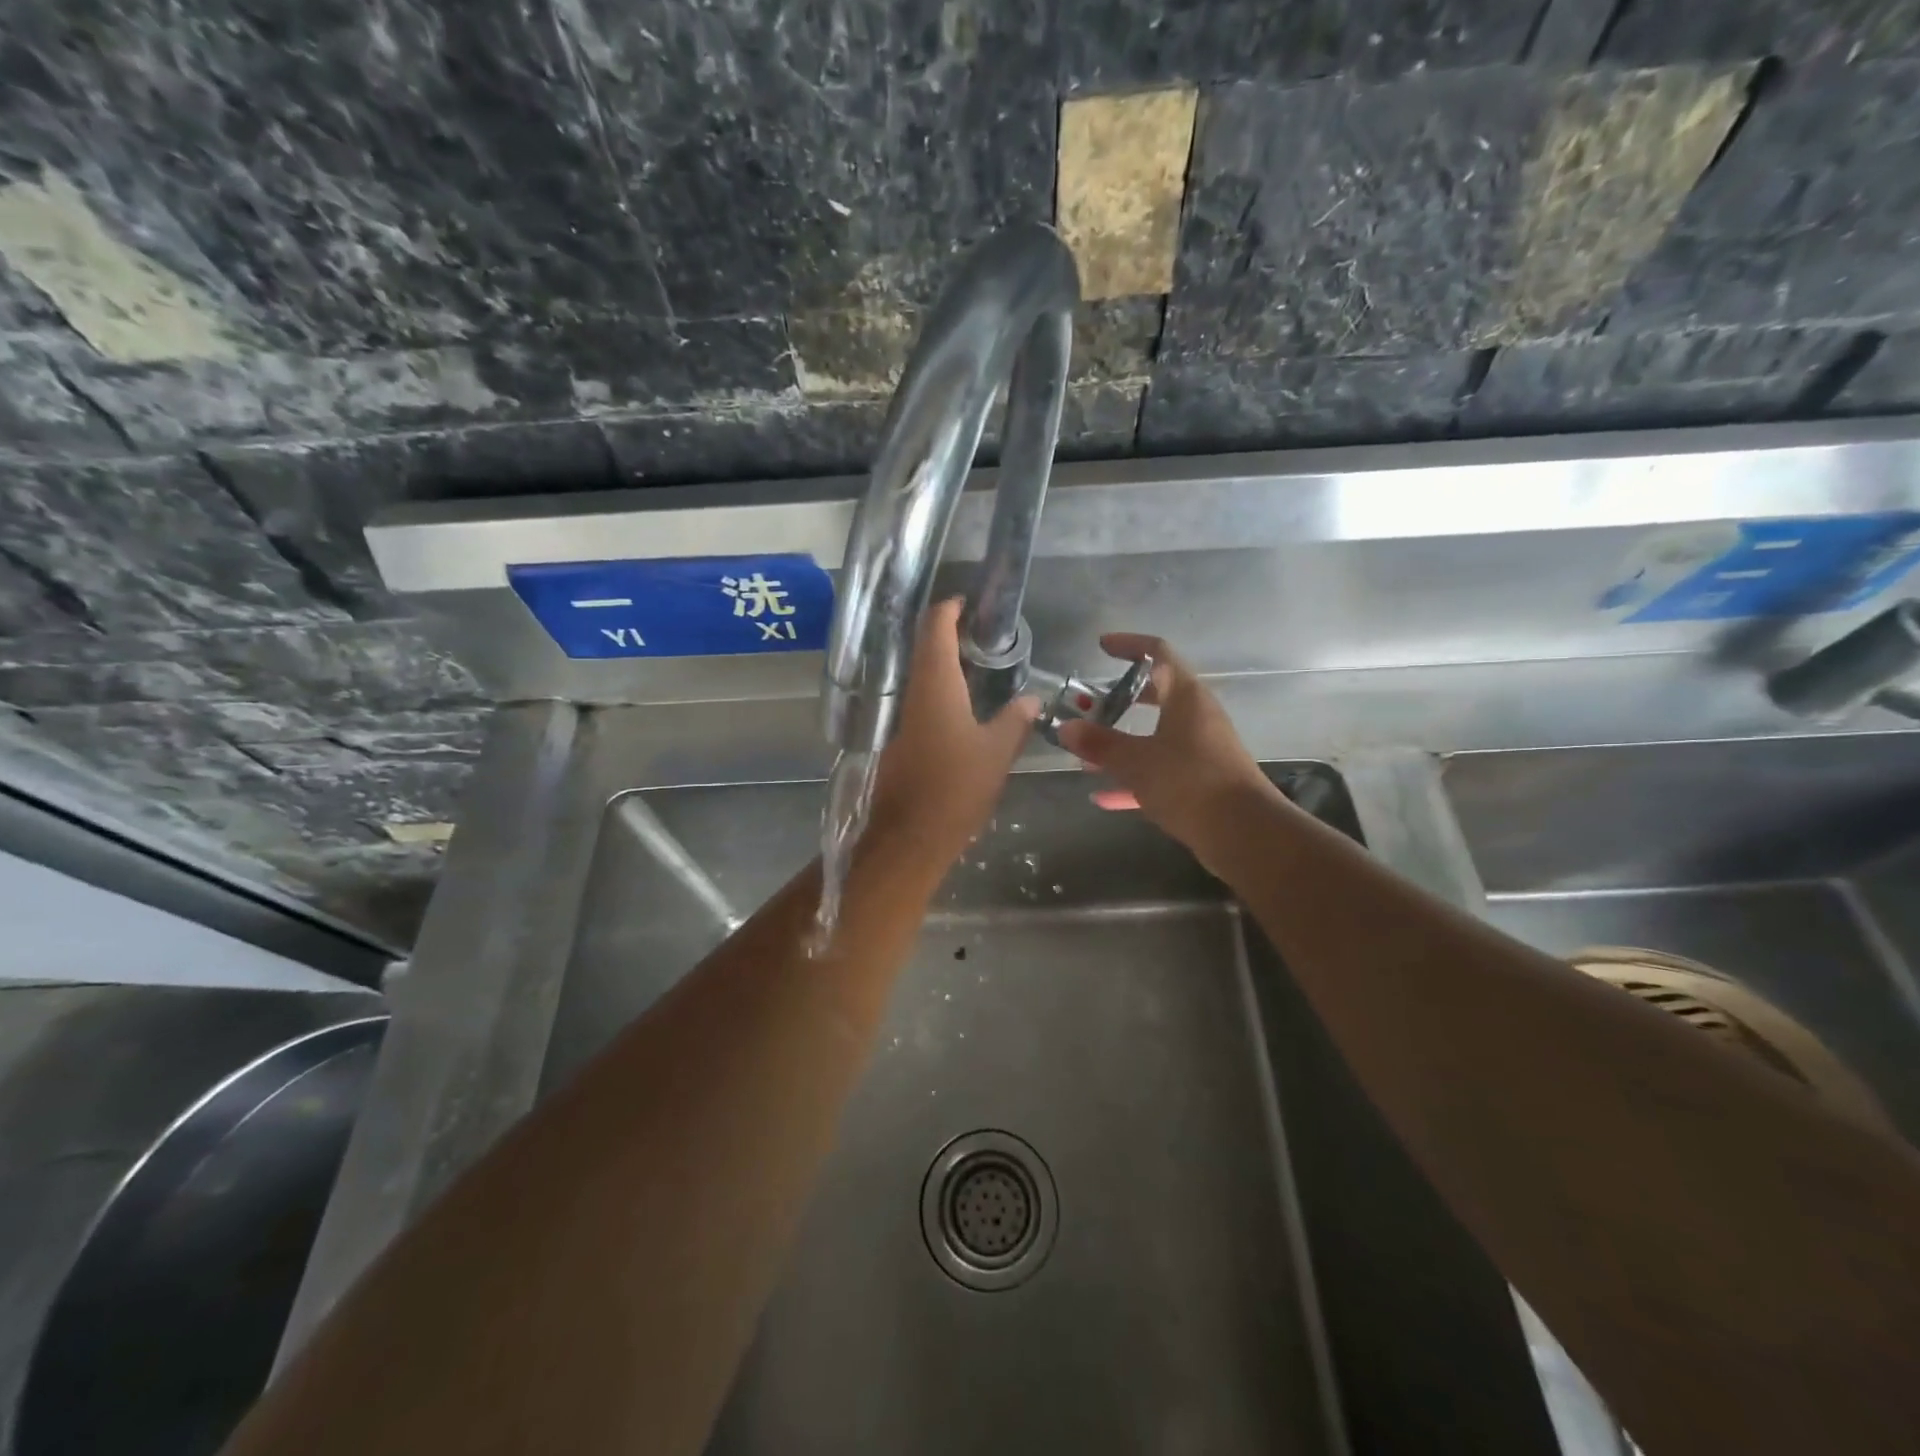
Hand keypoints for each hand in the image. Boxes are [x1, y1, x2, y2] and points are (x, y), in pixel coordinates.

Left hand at [867, 599, 1039, 869]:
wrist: (909, 838)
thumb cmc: (955, 788)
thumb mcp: (997, 752)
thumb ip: (1015, 721)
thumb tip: (1032, 699)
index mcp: (935, 686)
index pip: (935, 629)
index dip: (949, 609)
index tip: (969, 601)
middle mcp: (913, 695)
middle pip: (925, 650)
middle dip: (950, 635)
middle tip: (984, 634)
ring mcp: (902, 719)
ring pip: (923, 678)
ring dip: (946, 665)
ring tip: (980, 665)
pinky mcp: (900, 741)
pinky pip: (922, 702)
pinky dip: (941, 692)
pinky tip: (963, 706)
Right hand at [1055, 634, 1279, 856]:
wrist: (1243, 833)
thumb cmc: (1189, 782)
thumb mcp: (1136, 761)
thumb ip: (1100, 744)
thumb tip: (1066, 728)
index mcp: (1186, 696)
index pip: (1158, 653)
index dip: (1129, 645)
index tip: (1102, 645)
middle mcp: (1197, 716)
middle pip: (1157, 694)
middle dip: (1120, 698)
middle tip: (1089, 704)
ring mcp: (1201, 749)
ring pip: (1156, 735)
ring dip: (1123, 741)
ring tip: (1086, 754)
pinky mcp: (1201, 780)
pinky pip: (1161, 770)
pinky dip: (1134, 778)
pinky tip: (1103, 797)